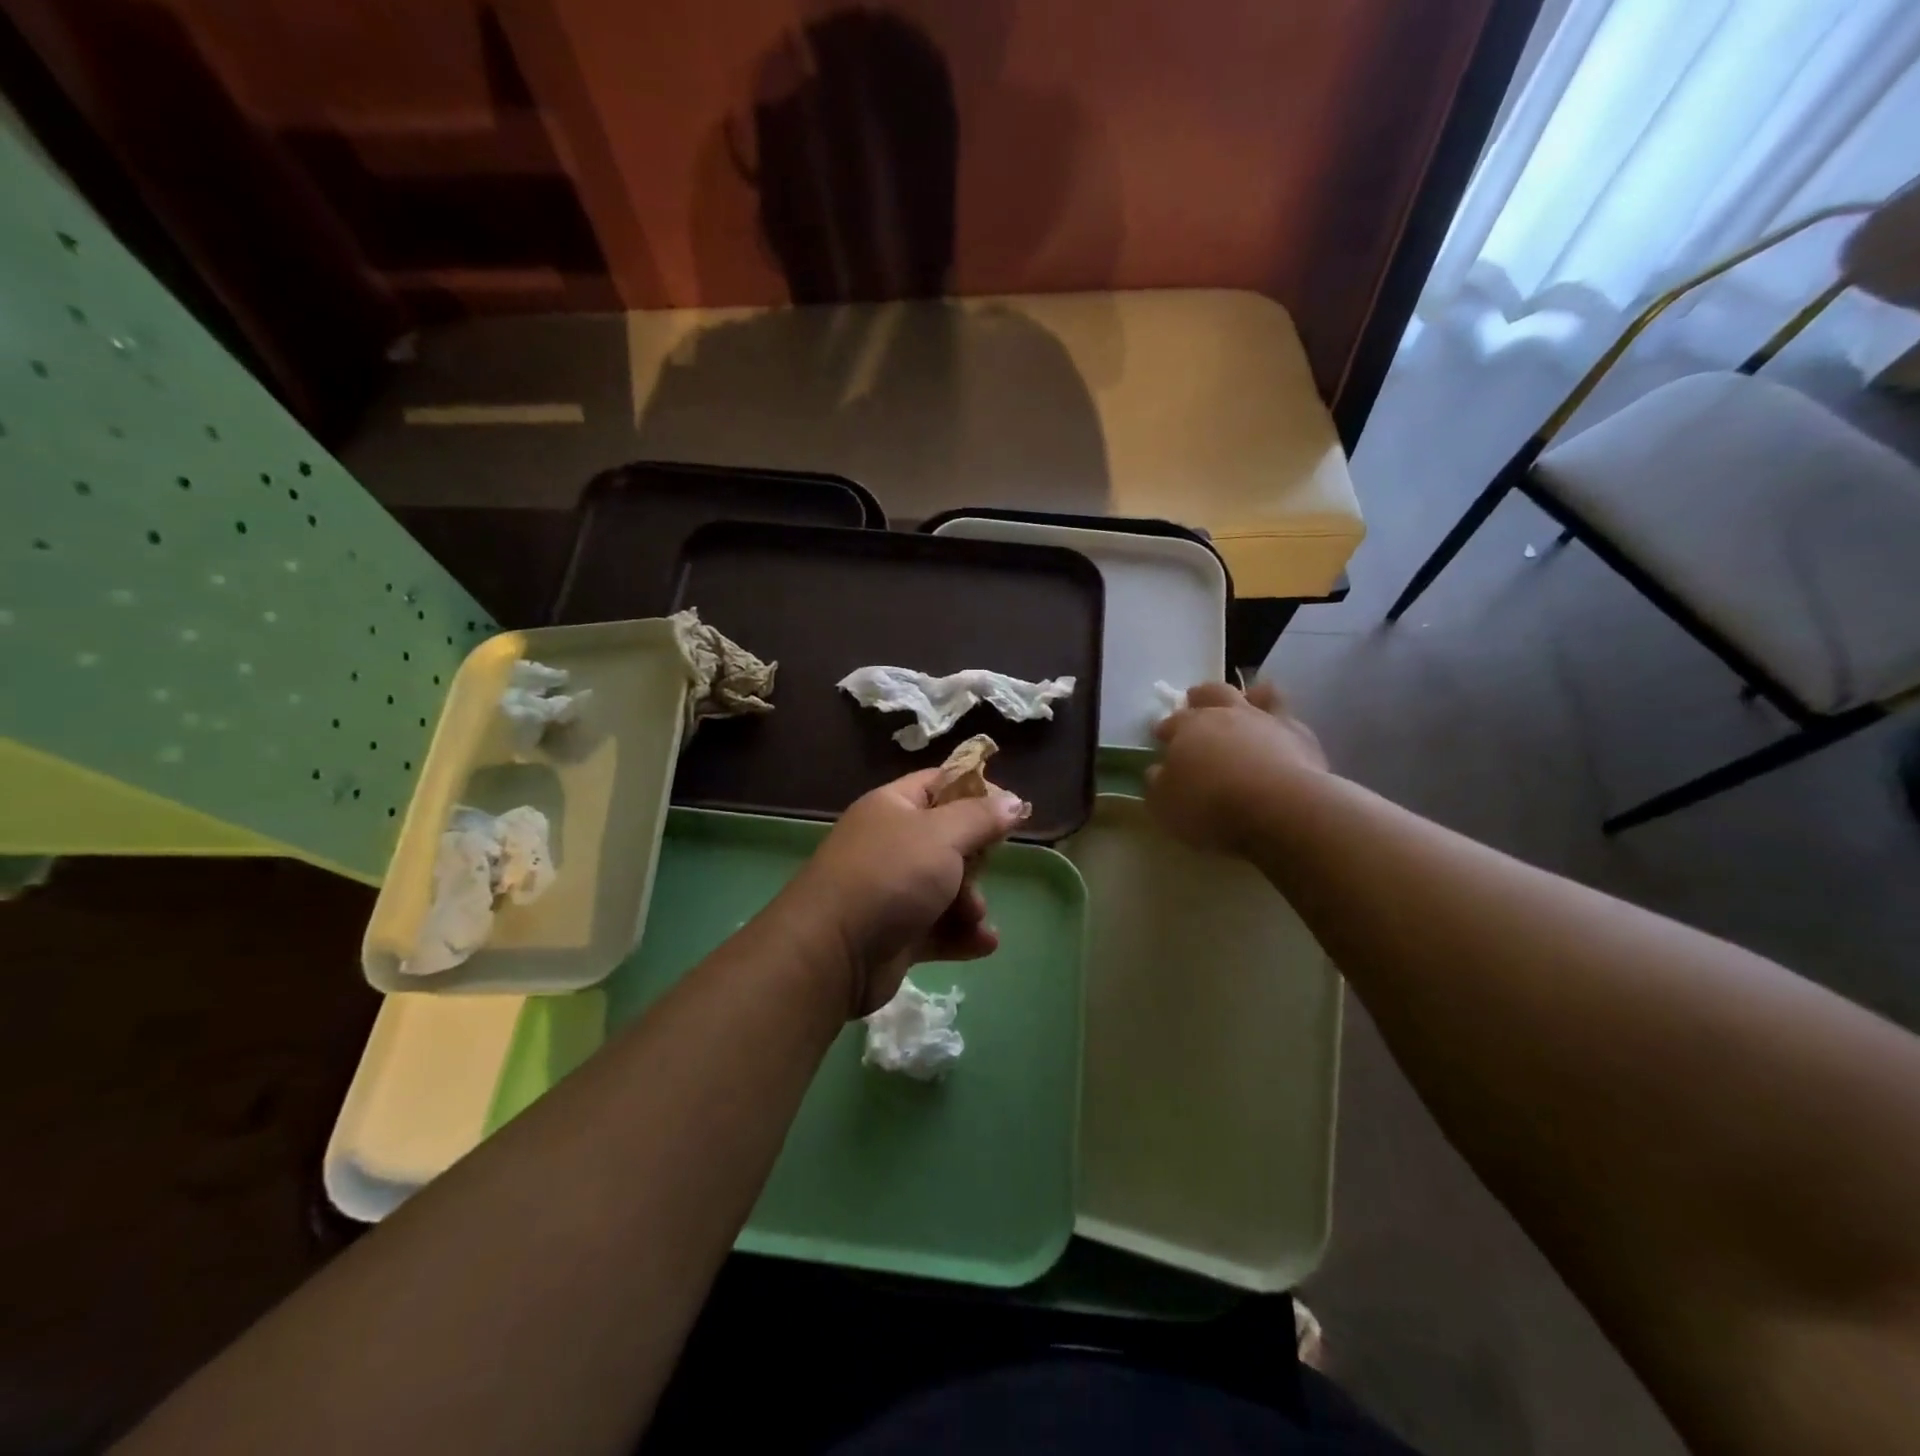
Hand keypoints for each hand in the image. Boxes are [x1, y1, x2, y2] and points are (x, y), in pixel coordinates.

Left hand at [783, 770, 1029, 1015]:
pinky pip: (940, 928)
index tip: (1010, 808)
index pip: (940, 783)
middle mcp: (891, 844)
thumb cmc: (890, 877)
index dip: (976, 790)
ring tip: (973, 917)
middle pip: (949, 840)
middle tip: (983, 870)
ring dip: (970, 903)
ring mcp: (893, 891)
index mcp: (893, 807)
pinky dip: (962, 935)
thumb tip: (1013, 800)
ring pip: (948, 888)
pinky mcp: (897, 934)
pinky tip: (983, 943)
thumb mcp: (942, 836)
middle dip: (975, 860)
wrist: (831, 952)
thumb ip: (981, 817)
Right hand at [1148, 680, 1326, 854]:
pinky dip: (1281, 722)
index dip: (1166, 728)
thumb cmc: (1210, 805)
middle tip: (1196, 702)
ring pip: (1257, 695)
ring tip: (1246, 703)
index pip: (1172, 721)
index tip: (1161, 736)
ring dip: (1248, 697)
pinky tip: (1281, 734)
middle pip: (1212, 693)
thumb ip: (1158, 783)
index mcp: (1189, 727)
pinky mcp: (1301, 736)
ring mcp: (1267, 721)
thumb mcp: (1165, 804)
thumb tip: (1159, 770)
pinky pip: (1290, 719)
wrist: (1279, 807)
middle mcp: (1227, 714)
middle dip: (1201, 696)